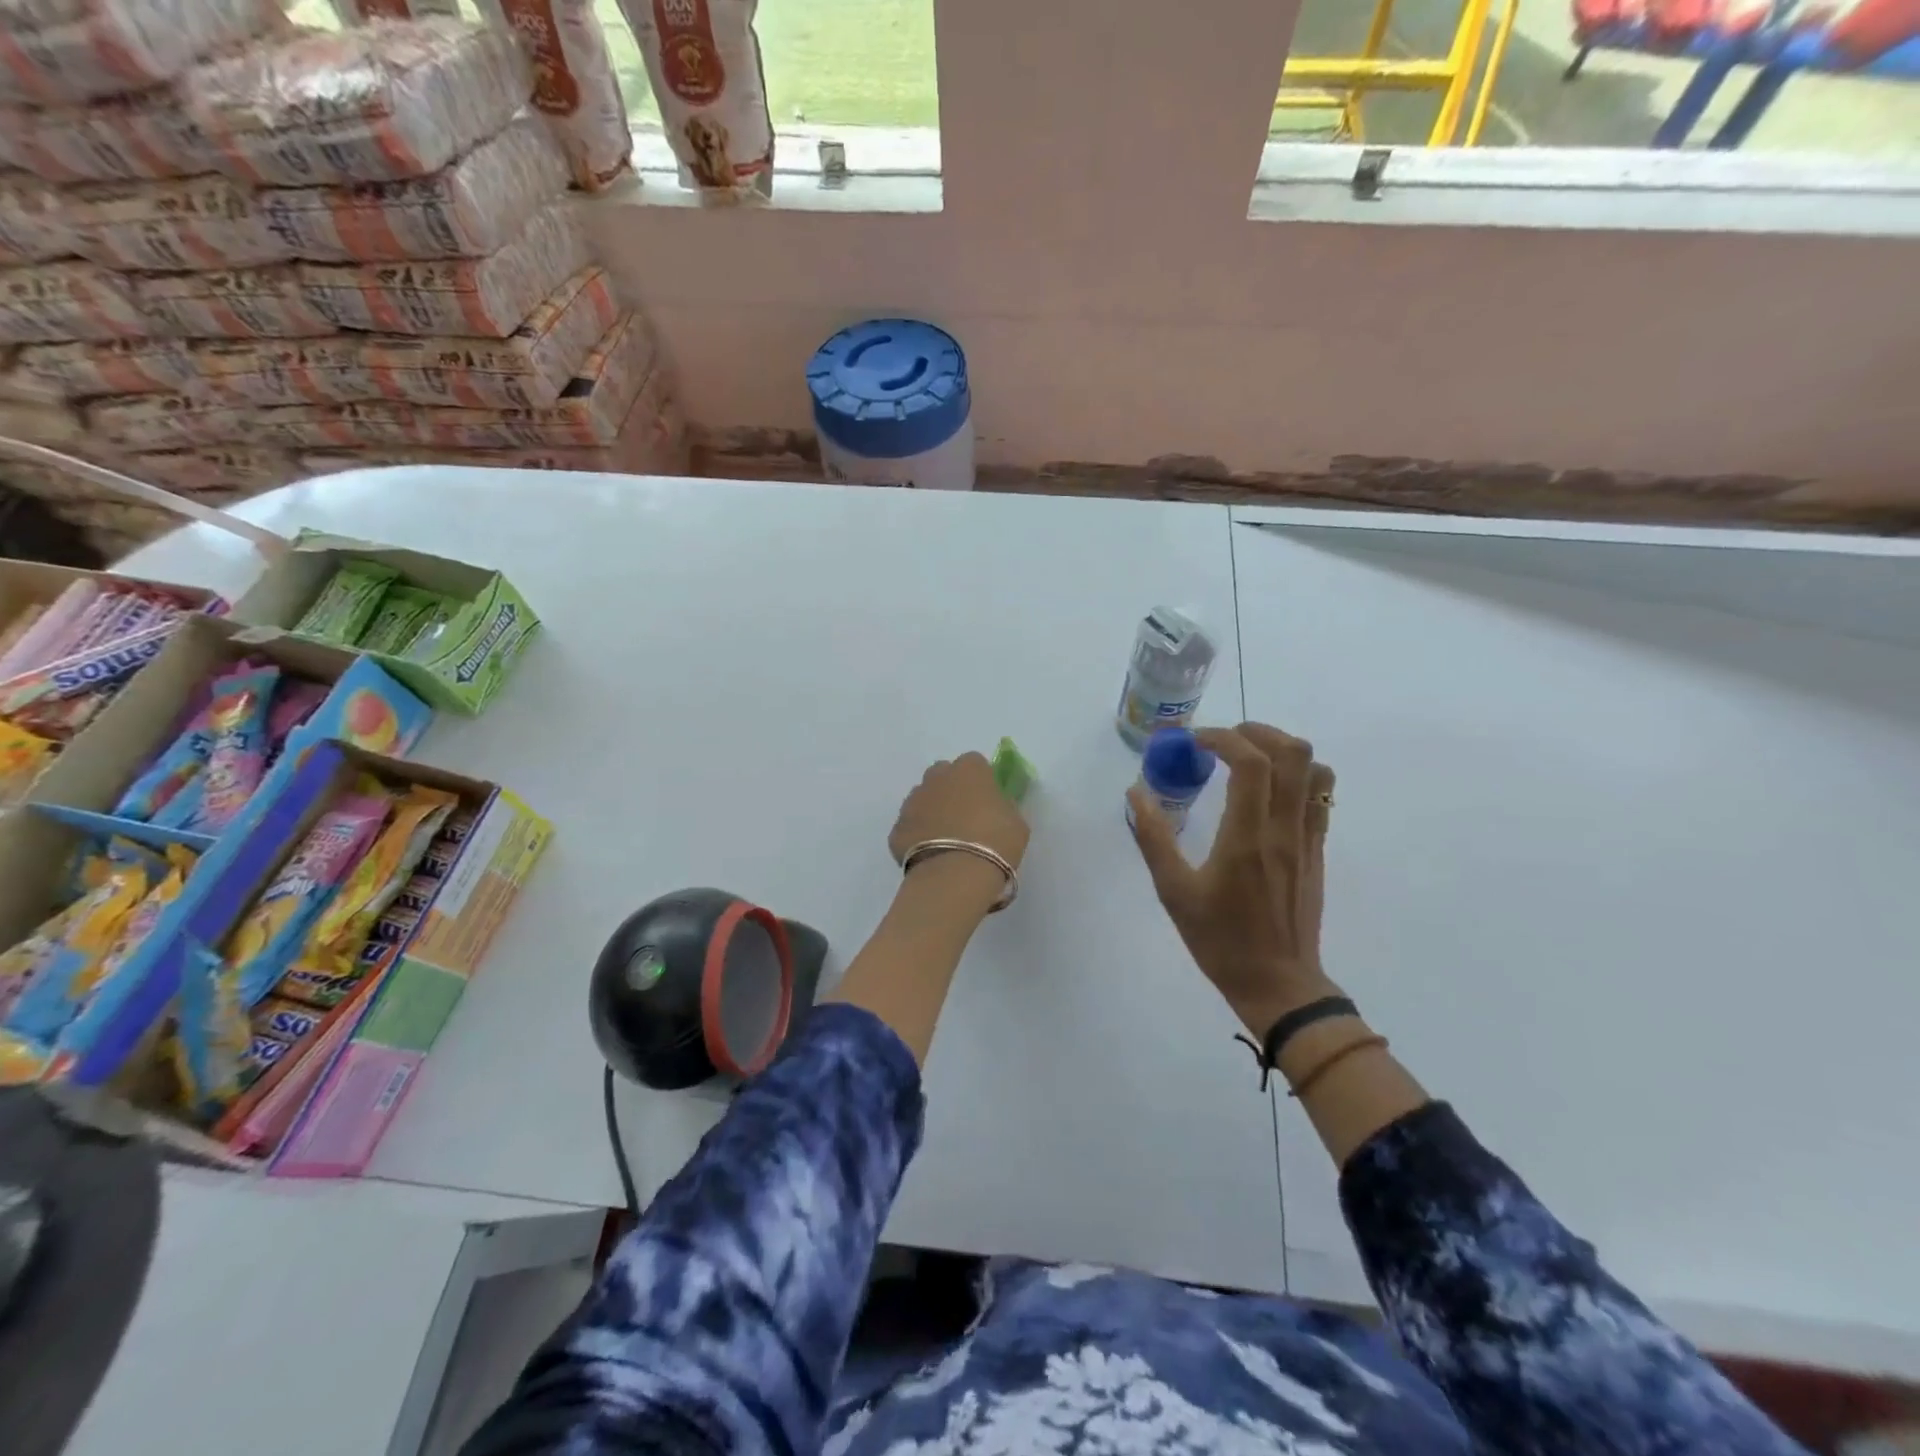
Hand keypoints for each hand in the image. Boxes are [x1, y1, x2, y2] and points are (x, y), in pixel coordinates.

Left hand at [890, 751, 1030, 871]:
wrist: (955, 875)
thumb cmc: (996, 843)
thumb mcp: (1016, 823)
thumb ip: (1004, 807)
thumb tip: (995, 807)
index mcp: (969, 770)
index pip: (974, 763)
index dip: (981, 780)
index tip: (987, 800)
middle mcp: (936, 778)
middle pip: (943, 775)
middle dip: (951, 789)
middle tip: (965, 816)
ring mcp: (912, 801)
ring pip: (922, 798)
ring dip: (932, 811)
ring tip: (946, 839)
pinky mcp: (897, 828)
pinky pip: (910, 826)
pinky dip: (918, 836)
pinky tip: (930, 856)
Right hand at [1129, 723, 1336, 1035]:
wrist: (1279, 985)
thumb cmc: (1220, 941)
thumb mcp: (1174, 892)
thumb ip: (1154, 838)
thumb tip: (1136, 793)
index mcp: (1247, 838)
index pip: (1251, 763)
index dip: (1223, 739)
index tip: (1195, 742)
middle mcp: (1284, 830)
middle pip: (1293, 753)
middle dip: (1256, 732)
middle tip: (1222, 741)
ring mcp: (1308, 839)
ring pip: (1315, 770)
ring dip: (1283, 749)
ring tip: (1248, 756)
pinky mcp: (1317, 851)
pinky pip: (1320, 796)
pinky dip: (1297, 775)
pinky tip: (1266, 790)